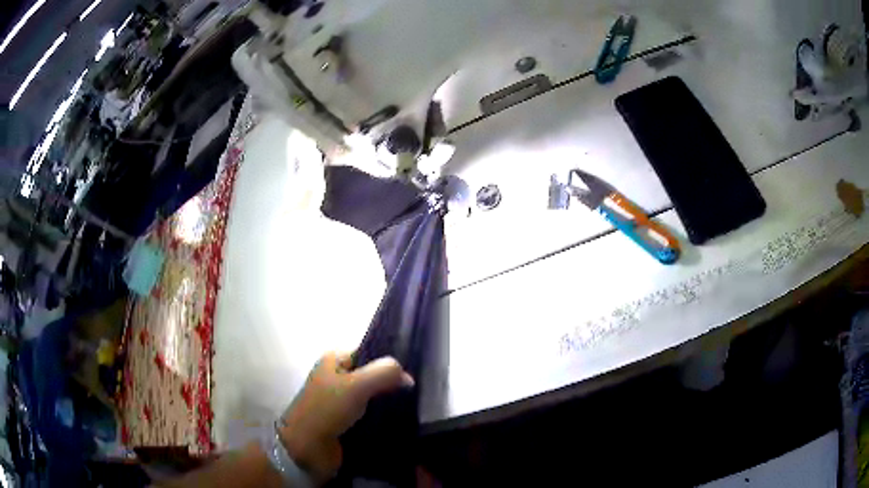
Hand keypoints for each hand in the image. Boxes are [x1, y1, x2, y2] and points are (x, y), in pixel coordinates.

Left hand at [277, 352, 413, 482]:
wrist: (306, 448)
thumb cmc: (326, 410)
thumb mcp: (356, 385)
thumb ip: (384, 374)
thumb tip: (408, 377)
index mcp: (335, 360)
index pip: (370, 352)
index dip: (390, 362)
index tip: (412, 373)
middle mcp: (338, 376)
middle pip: (373, 375)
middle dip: (392, 384)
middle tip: (415, 393)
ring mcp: (342, 401)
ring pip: (374, 396)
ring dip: (389, 402)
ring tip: (412, 408)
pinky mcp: (347, 421)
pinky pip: (372, 414)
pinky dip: (384, 417)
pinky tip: (400, 421)